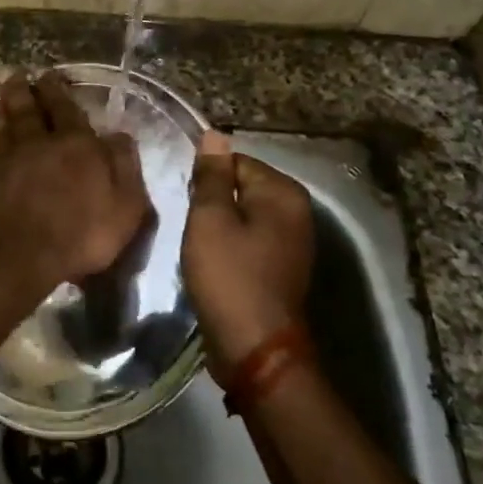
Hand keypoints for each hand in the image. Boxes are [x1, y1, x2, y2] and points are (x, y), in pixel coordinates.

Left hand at [0, 72, 150, 300]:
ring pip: (5, 120)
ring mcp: (4, 155)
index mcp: (76, 146)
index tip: (51, 75)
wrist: (12, 257)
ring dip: (3, 101)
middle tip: (20, 72)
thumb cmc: (77, 238)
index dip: (59, 92)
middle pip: (32, 108)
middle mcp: (38, 141)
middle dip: (28, 89)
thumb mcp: (123, 209)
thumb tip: (121, 135)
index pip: (68, 110)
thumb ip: (124, 168)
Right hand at [182, 131, 314, 374]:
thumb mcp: (210, 220)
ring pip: (242, 216)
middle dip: (212, 202)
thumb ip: (211, 176)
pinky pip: (249, 240)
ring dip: (218, 225)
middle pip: (241, 187)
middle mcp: (296, 212)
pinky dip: (229, 246)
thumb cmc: (230, 277)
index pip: (236, 161)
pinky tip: (212, 262)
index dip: (205, 178)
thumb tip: (215, 134)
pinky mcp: (281, 267)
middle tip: (190, 225)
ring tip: (198, 244)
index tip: (186, 201)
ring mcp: (292, 242)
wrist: (255, 349)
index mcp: (283, 193)